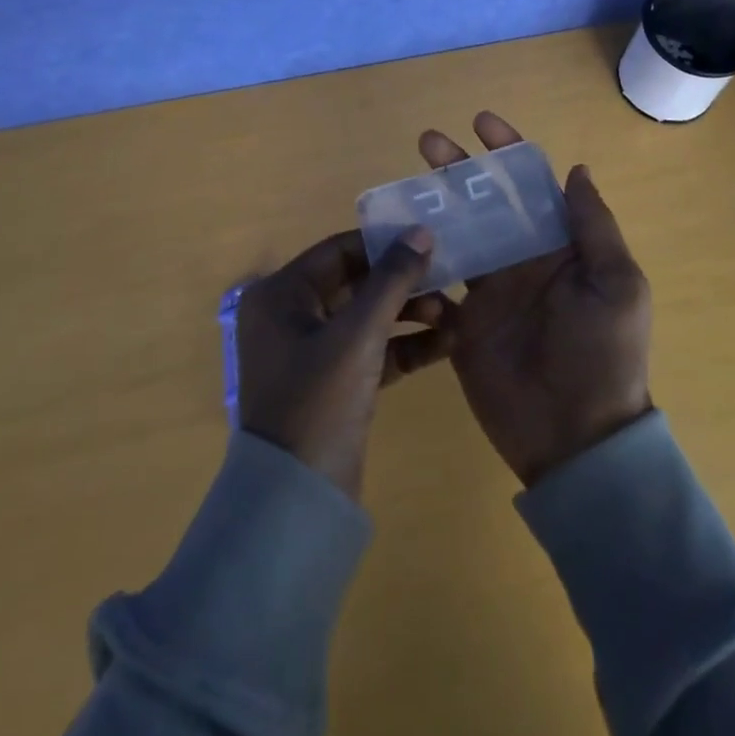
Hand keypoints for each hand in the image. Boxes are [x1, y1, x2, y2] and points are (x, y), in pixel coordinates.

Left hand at [236, 227, 455, 501]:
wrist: (297, 504)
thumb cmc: (318, 402)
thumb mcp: (358, 335)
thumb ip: (392, 280)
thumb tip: (420, 231)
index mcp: (281, 294)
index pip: (339, 251)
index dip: (384, 245)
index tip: (430, 242)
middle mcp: (290, 316)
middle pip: (356, 283)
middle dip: (403, 284)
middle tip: (449, 281)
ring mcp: (311, 352)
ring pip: (367, 318)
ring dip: (409, 314)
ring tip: (453, 315)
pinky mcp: (332, 383)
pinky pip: (371, 351)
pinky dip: (404, 347)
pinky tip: (445, 344)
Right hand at [420, 112, 652, 487]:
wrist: (575, 437)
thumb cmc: (602, 353)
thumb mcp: (616, 284)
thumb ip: (593, 225)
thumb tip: (576, 168)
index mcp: (560, 245)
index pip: (532, 185)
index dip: (508, 150)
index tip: (481, 122)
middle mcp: (522, 258)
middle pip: (486, 201)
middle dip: (460, 169)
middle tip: (428, 143)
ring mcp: (490, 289)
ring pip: (457, 233)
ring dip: (433, 205)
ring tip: (403, 184)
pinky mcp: (463, 321)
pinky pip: (438, 280)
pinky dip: (419, 258)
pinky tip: (396, 237)